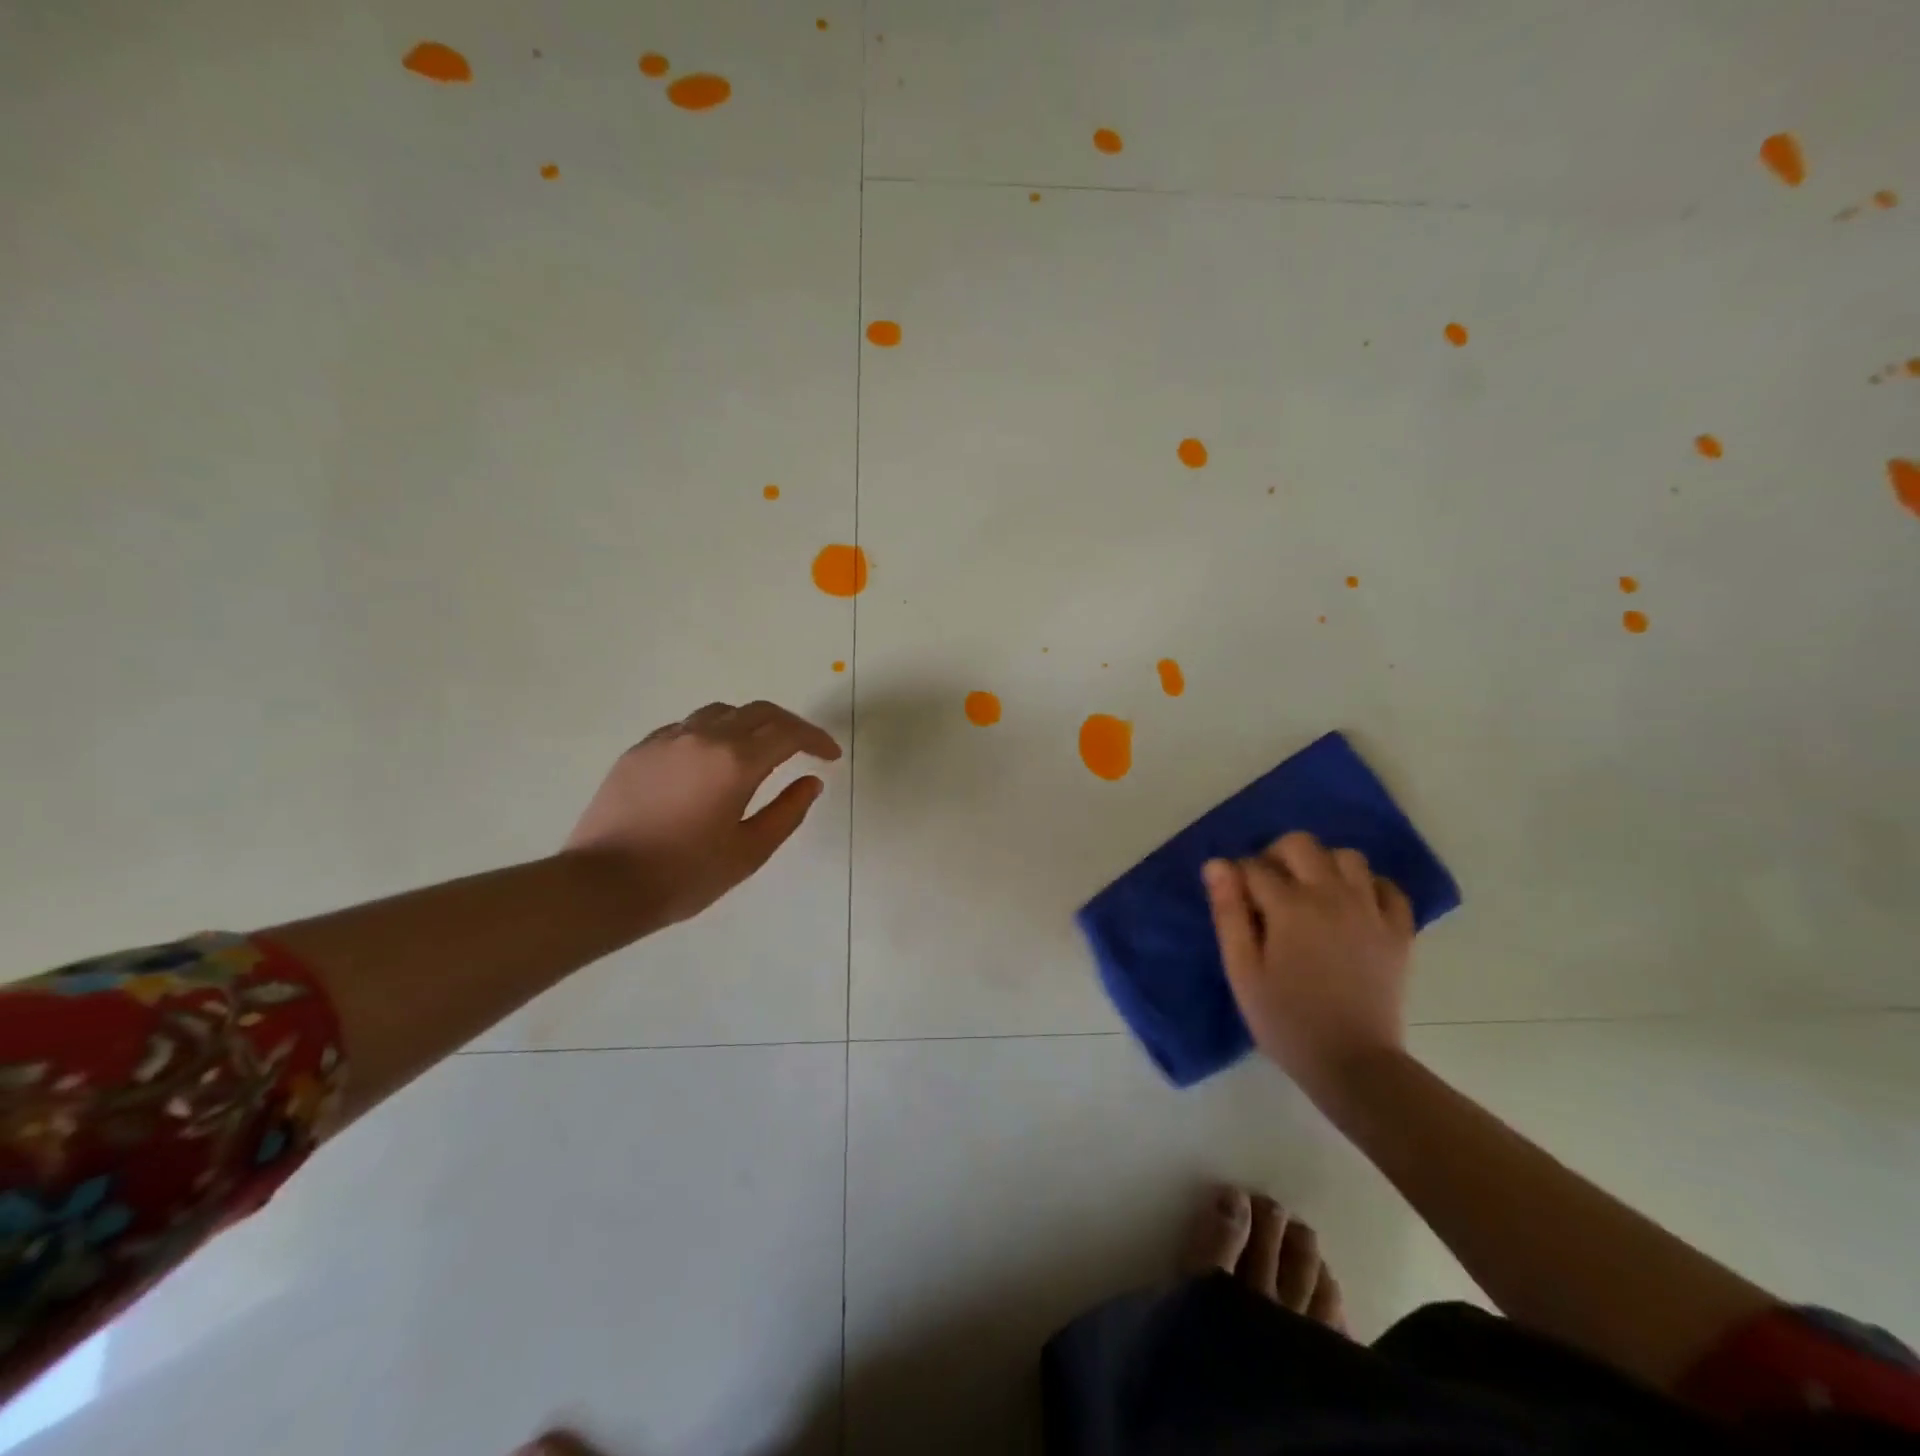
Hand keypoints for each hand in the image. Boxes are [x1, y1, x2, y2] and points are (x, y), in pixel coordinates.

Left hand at [564, 701, 841, 928]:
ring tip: (760, 750)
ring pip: (721, 713)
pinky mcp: (641, 749)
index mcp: (736, 761)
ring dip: (750, 724)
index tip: (830, 756)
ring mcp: (667, 739)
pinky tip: (713, 760)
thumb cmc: (684, 874)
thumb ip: (787, 812)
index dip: (816, 740)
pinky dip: (714, 733)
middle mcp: (704, 737)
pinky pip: (688, 726)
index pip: (789, 733)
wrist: (602, 885)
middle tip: (805, 747)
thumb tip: (810, 782)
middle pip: (758, 712)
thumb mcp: (749, 851)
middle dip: (789, 725)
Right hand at [1203, 832, 1414, 1095]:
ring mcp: (1371, 911)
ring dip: (1323, 865)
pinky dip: (1368, 886)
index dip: (1238, 877)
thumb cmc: (1285, 1020)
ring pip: (1348, 857)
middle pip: (1302, 844)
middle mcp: (1334, 896)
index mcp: (1291, 907)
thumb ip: (1228, 913)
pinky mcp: (1399, 932)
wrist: (1353, 1064)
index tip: (1235, 901)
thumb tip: (1216, 865)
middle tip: (1268, 889)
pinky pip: (1388, 888)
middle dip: (1277, 856)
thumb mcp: (1242, 970)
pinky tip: (1352, 906)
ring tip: (1310, 894)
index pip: (1255, 866)